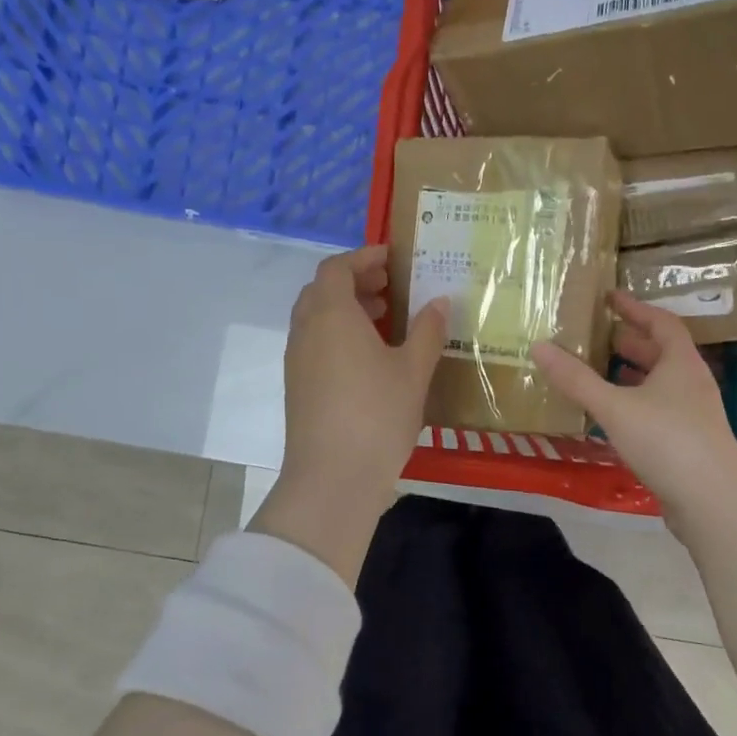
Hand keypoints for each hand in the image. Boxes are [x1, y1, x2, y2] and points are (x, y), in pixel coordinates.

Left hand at [251, 246, 447, 584]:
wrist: (332, 477)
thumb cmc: (377, 415)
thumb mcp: (412, 371)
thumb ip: (427, 331)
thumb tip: (439, 301)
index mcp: (332, 314)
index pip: (337, 268)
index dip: (363, 257)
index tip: (393, 260)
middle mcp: (306, 330)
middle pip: (322, 290)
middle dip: (355, 282)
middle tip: (391, 289)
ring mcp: (297, 360)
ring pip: (316, 318)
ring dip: (346, 309)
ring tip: (385, 321)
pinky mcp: (297, 387)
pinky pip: (315, 343)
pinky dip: (338, 335)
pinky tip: (369, 359)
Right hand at [532, 292, 736, 531]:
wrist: (713, 501)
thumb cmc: (666, 441)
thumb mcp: (614, 406)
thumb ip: (576, 379)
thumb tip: (539, 346)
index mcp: (681, 364)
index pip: (661, 323)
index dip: (635, 308)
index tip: (610, 297)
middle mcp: (691, 383)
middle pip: (661, 353)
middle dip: (630, 342)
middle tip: (597, 336)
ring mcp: (693, 415)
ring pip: (659, 384)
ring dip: (631, 375)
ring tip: (598, 372)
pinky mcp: (688, 443)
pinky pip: (657, 411)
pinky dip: (634, 404)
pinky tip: (611, 417)